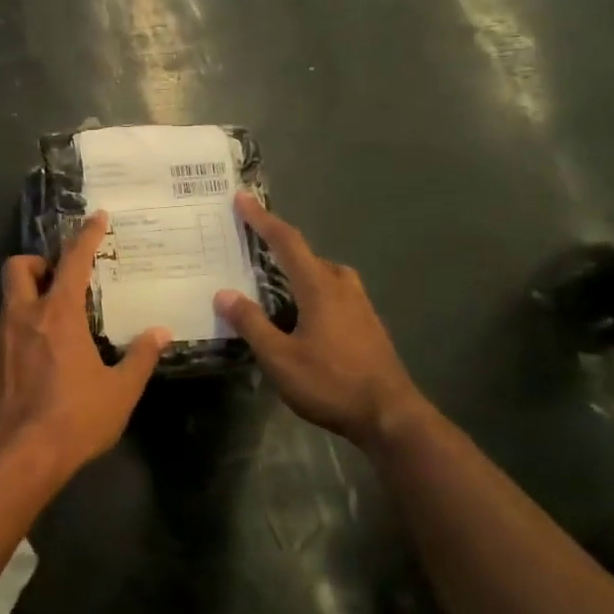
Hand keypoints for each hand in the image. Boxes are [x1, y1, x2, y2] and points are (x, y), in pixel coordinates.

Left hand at [0, 213, 169, 482]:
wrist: (17, 456)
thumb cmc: (75, 419)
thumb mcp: (120, 391)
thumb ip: (140, 358)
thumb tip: (160, 333)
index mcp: (58, 314)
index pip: (72, 261)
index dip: (86, 236)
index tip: (96, 217)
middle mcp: (23, 316)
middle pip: (17, 266)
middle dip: (36, 262)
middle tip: (59, 280)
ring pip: (8, 300)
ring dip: (29, 299)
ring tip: (54, 325)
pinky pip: (3, 331)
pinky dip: (20, 330)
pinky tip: (38, 359)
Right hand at [212, 194, 427, 448]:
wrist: (389, 415)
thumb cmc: (331, 383)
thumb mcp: (279, 358)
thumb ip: (251, 323)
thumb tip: (223, 294)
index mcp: (319, 287)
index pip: (286, 241)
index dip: (262, 219)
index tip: (242, 198)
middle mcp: (342, 286)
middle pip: (305, 254)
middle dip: (277, 244)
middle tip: (248, 244)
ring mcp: (359, 304)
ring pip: (322, 273)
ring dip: (295, 268)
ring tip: (270, 278)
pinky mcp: (366, 322)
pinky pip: (332, 290)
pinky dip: (309, 287)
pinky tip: (298, 310)